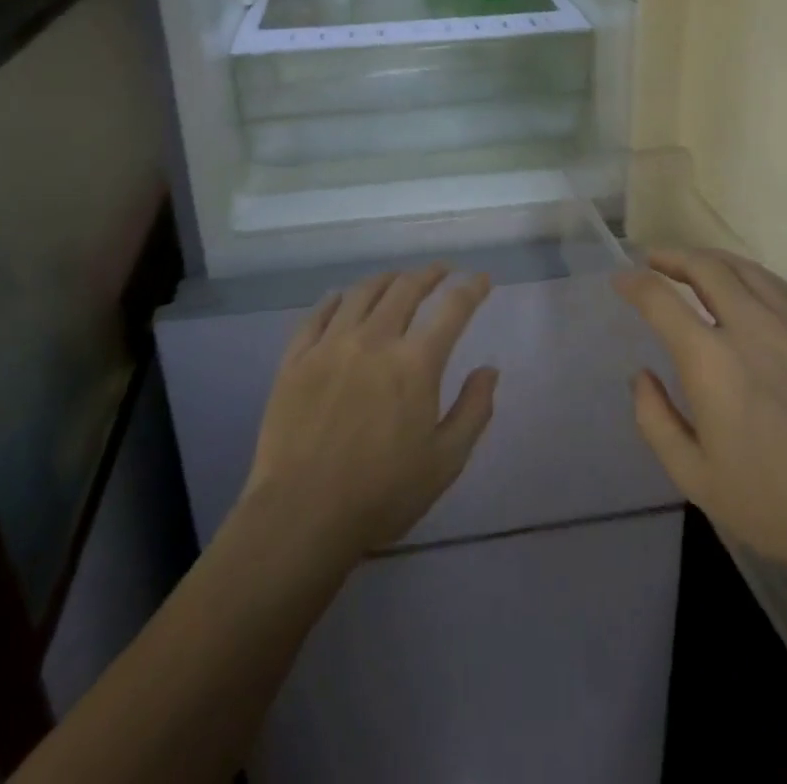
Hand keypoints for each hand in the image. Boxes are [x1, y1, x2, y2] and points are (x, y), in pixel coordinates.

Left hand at [241, 264, 498, 559]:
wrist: (301, 515)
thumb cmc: (381, 494)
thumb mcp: (444, 462)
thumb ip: (473, 411)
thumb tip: (490, 370)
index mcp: (415, 363)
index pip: (452, 309)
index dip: (471, 289)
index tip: (481, 279)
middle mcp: (375, 339)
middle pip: (406, 288)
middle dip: (429, 274)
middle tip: (440, 271)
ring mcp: (331, 344)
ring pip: (363, 293)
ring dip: (387, 279)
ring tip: (397, 279)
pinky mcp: (297, 357)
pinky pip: (318, 313)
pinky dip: (337, 299)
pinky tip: (342, 298)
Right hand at [614, 249, 786, 591]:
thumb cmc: (776, 505)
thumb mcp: (694, 478)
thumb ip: (656, 420)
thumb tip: (642, 376)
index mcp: (711, 360)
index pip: (661, 299)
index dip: (634, 283)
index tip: (621, 280)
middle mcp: (752, 327)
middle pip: (705, 267)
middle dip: (672, 256)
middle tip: (654, 260)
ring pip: (747, 269)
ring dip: (712, 260)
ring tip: (697, 265)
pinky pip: (785, 288)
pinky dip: (755, 277)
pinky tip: (751, 287)